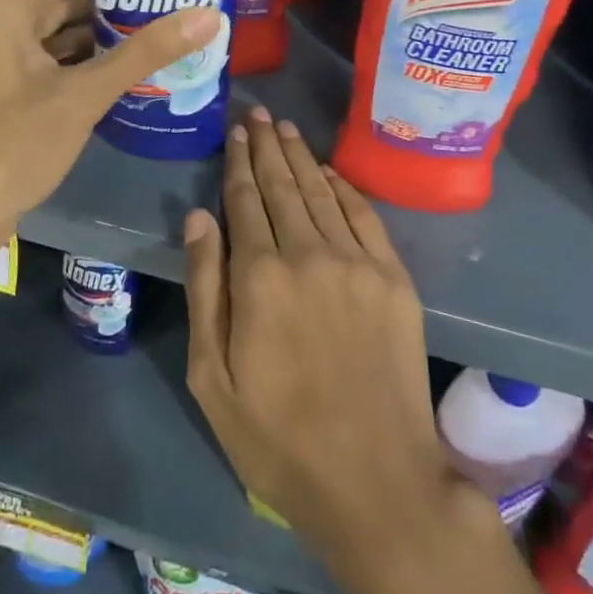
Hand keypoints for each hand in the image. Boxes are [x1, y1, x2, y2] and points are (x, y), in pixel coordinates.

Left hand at [0, 0, 223, 258]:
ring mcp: (13, 51)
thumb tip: (208, 14)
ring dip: (109, 8)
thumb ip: (144, 52)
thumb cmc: (9, 145)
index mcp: (10, 2)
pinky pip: (64, 46)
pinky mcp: (22, 82)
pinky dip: (97, 43)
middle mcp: (9, 16)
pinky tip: (138, 47)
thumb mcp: (82, 95)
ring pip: (66, 13)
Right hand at [182, 109, 472, 573]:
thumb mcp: (212, 377)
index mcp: (259, 277)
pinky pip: (364, 215)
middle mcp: (308, 253)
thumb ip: (205, 288)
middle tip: (258, 113)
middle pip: (282, 185)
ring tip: (286, 128)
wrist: (376, 479)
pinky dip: (343, 187)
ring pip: (321, 192)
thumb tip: (199, 216)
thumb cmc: (278, 437)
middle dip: (268, 146)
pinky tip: (328, 171)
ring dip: (301, 157)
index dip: (238, 163)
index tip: (236, 132)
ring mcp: (357, 262)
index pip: (244, 201)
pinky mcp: (393, 278)